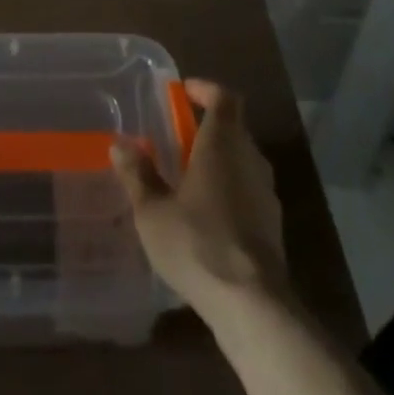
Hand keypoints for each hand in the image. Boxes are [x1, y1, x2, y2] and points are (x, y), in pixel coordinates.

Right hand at [112, 79, 288, 316]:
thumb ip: (138, 175)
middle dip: (208, 127)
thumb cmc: (197, 243)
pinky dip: (230, 189)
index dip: (206, 90)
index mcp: (222, 143)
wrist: (252, 304)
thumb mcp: (153, 210)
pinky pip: (249, 190)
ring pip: (243, 160)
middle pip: (234, 128)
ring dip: (220, 160)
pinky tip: (208, 216)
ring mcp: (266, 192)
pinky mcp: (273, 225)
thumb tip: (120, 145)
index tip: (185, 92)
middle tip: (179, 138)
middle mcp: (249, 158)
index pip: (224, 98)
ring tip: (189, 178)